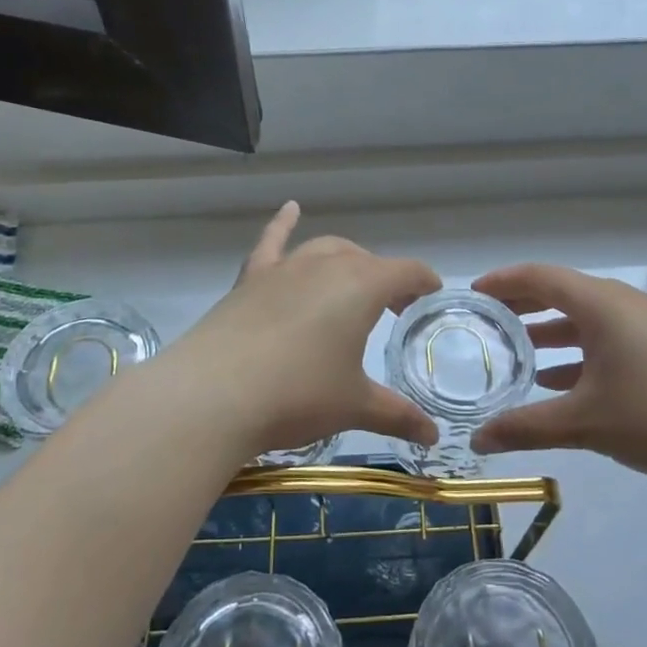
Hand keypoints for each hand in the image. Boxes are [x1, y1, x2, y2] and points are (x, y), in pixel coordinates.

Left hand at [159, 202, 442, 464]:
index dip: (424, 282)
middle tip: (394, 309)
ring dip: (346, 261)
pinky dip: (283, 224)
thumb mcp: (354, 406)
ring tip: (353, 282)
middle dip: (386, 279)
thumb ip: (397, 415)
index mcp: (361, 286)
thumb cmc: (298, 395)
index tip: (432, 295)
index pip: (406, 272)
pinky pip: (272, 242)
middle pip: (366, 261)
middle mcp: (326, 265)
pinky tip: (290, 209)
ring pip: (325, 250)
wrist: (214, 394)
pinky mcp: (250, 279)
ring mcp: (284, 268)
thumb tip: (433, 437)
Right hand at [470, 263, 646, 493]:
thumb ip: (525, 428)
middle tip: (486, 321)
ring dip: (549, 332)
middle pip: (562, 292)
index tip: (471, 294)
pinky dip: (577, 352)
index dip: (502, 281)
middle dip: (522, 305)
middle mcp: (624, 304)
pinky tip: (558, 382)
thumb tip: (477, 441)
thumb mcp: (584, 423)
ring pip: (586, 318)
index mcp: (602, 305)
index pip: (540, 276)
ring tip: (515, 352)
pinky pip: (607, 338)